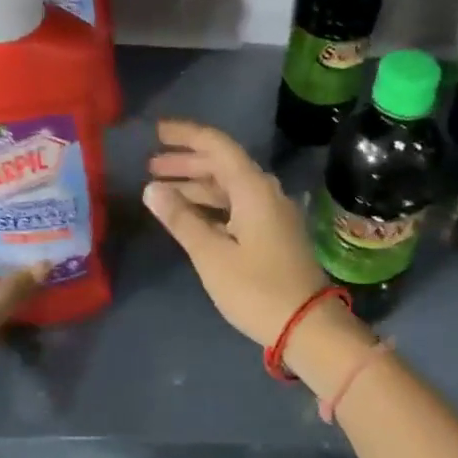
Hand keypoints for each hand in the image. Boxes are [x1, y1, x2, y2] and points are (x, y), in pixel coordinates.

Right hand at [144, 119, 337, 346]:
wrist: (307, 325)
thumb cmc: (256, 289)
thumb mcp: (212, 256)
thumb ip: (181, 219)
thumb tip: (152, 188)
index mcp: (253, 189)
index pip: (217, 145)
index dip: (186, 135)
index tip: (156, 131)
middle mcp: (266, 192)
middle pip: (223, 165)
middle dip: (186, 162)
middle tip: (150, 165)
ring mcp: (272, 213)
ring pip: (229, 187)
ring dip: (197, 185)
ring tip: (161, 190)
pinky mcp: (274, 233)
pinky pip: (238, 206)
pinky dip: (212, 206)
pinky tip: (190, 215)